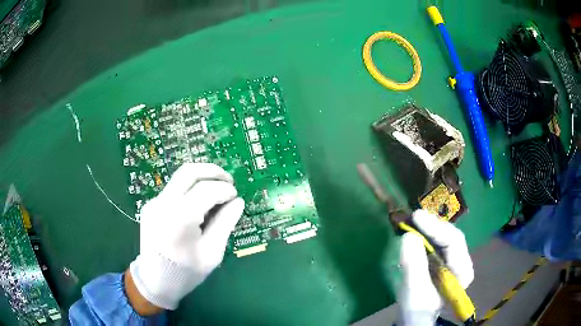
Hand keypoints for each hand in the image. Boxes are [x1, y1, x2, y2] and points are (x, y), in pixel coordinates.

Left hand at [128, 163, 244, 310]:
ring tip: (216, 187)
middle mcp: (163, 203)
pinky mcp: (151, 205)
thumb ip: (225, 223)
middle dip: (212, 171)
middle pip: (189, 172)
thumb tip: (238, 202)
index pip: (207, 190)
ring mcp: (154, 202)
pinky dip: (190, 188)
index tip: (236, 196)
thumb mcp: (212, 253)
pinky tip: (198, 202)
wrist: (155, 280)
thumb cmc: (186, 272)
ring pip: (180, 177)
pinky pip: (173, 189)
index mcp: (180, 217)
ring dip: (201, 177)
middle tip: (229, 180)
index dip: (225, 189)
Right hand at [398, 210, 473, 325]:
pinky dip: (425, 234)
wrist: (414, 316)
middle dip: (432, 225)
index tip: (417, 217)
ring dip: (428, 227)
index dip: (436, 228)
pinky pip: (435, 241)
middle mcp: (461, 261)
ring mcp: (452, 259)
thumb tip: (409, 235)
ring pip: (443, 236)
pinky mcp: (442, 259)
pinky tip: (415, 229)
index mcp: (463, 270)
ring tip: (412, 220)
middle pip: (450, 236)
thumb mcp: (415, 290)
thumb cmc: (417, 307)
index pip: (454, 242)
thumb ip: (414, 265)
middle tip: (414, 216)